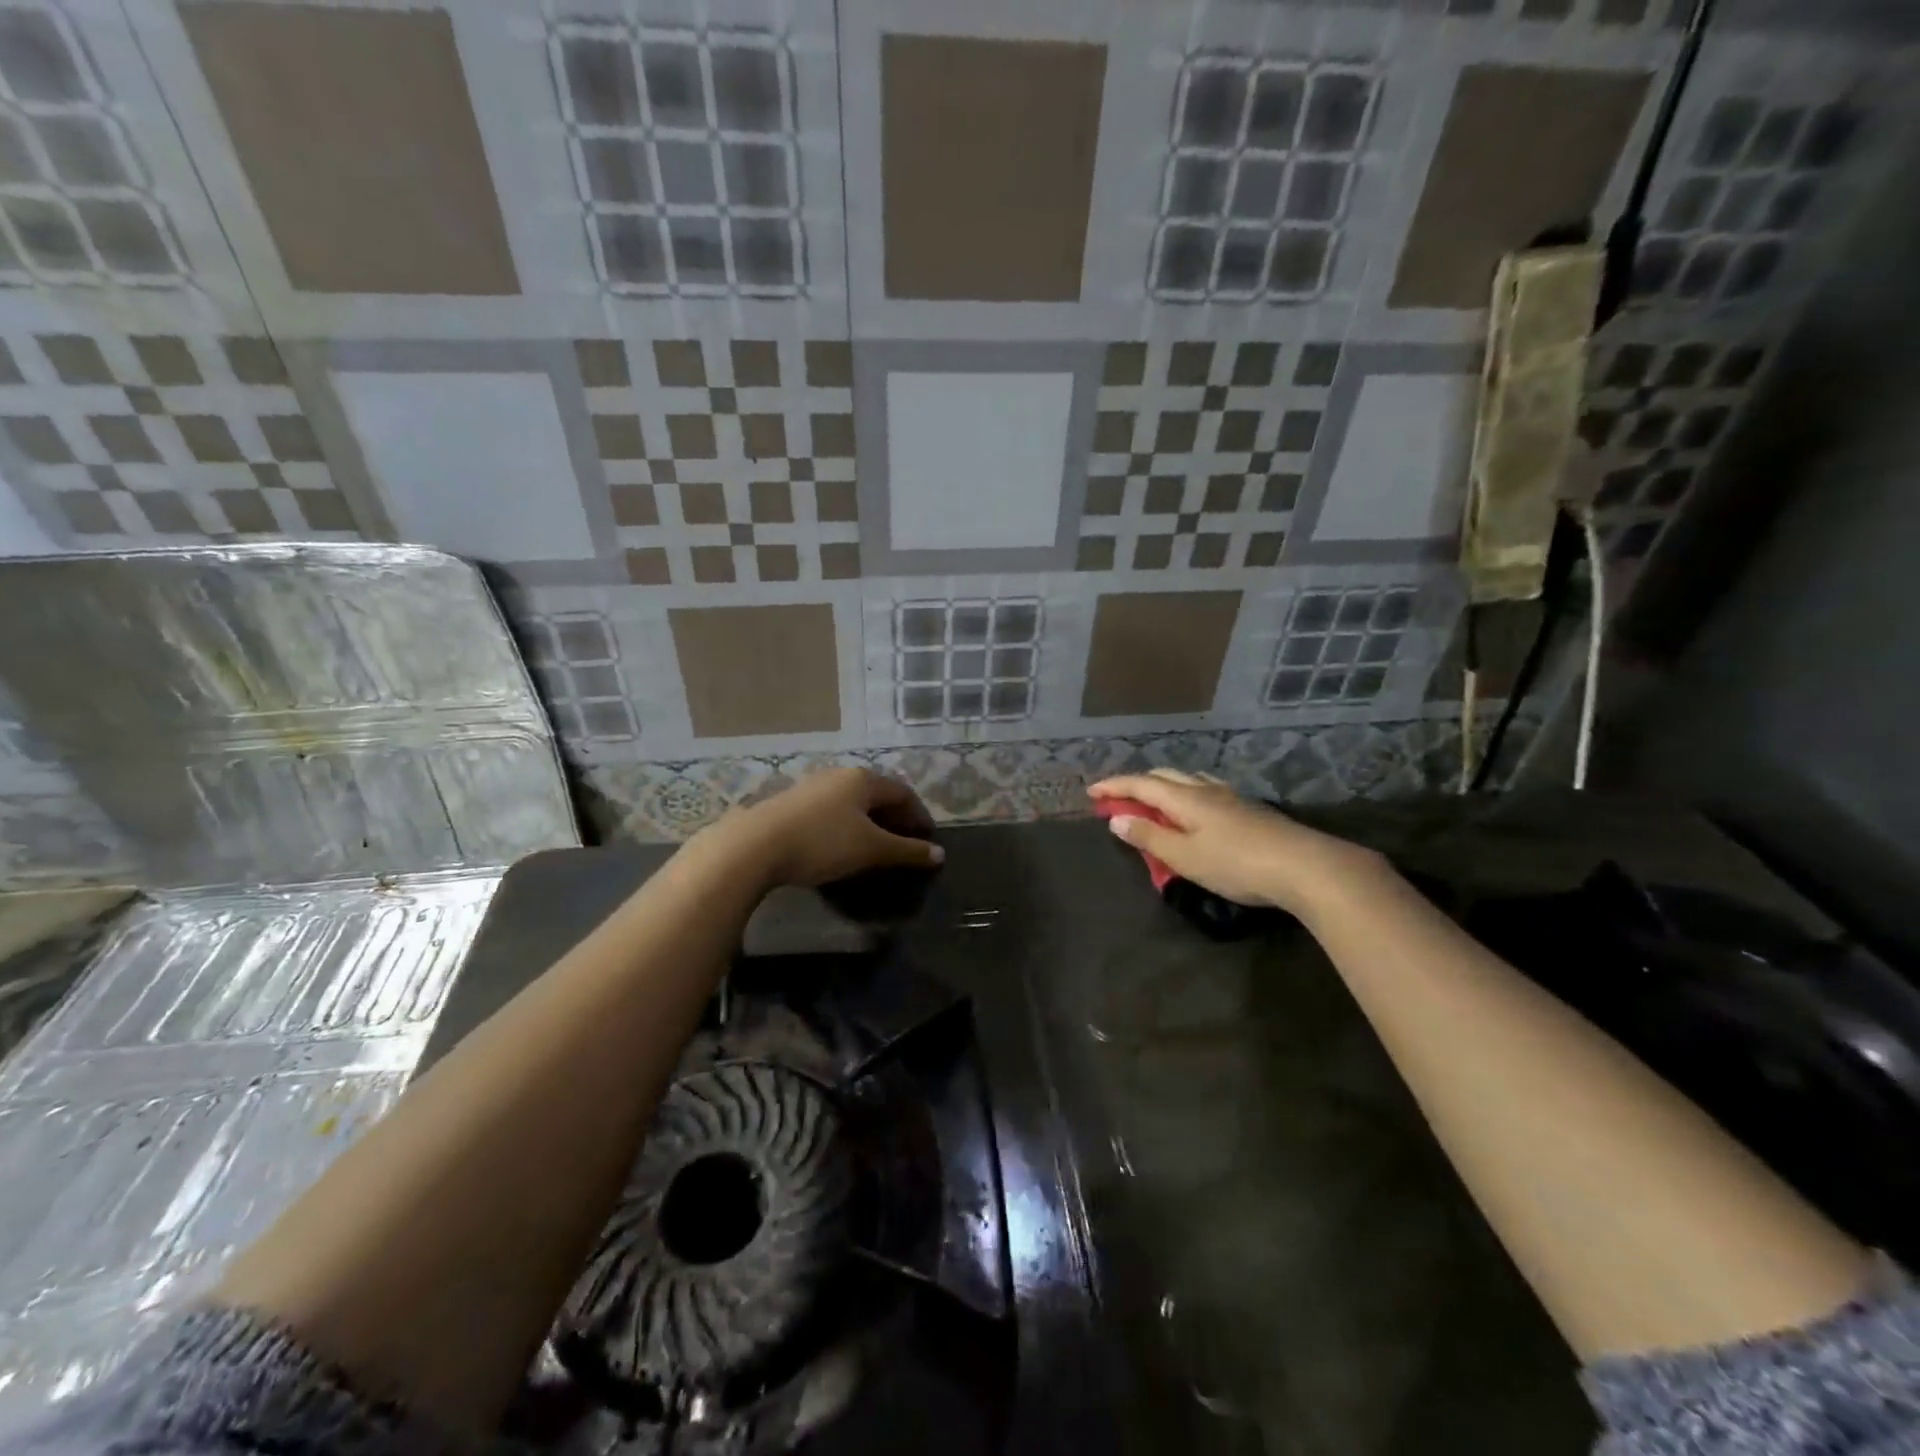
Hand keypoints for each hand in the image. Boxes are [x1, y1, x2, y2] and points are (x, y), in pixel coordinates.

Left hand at [700, 767, 941, 888]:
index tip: (927, 839)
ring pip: (851, 802)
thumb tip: (939, 854)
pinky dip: (845, 826)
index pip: (903, 792)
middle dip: (894, 817)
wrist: (754, 845)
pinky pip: (830, 811)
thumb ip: (907, 851)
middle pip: (877, 793)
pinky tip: (839, 845)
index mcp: (863, 779)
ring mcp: (811, 787)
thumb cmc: (823, 842)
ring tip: (874, 846)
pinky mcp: (790, 803)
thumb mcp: (871, 850)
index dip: (919, 815)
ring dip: (869, 822)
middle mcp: (839, 775)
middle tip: (904, 842)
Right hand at [1088, 769, 1384, 917]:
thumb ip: (1149, 837)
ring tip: (1154, 802)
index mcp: (1185, 798)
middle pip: (1164, 776)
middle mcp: (1206, 789)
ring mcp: (1231, 797)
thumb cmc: (1236, 864)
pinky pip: (1206, 791)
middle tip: (1119, 800)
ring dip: (1164, 787)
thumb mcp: (1185, 857)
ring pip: (1189, 780)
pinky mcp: (1250, 810)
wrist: (1305, 866)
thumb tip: (1117, 818)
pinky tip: (1197, 810)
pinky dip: (1187, 795)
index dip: (1114, 786)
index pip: (1140, 784)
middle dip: (1137, 784)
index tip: (1090, 792)